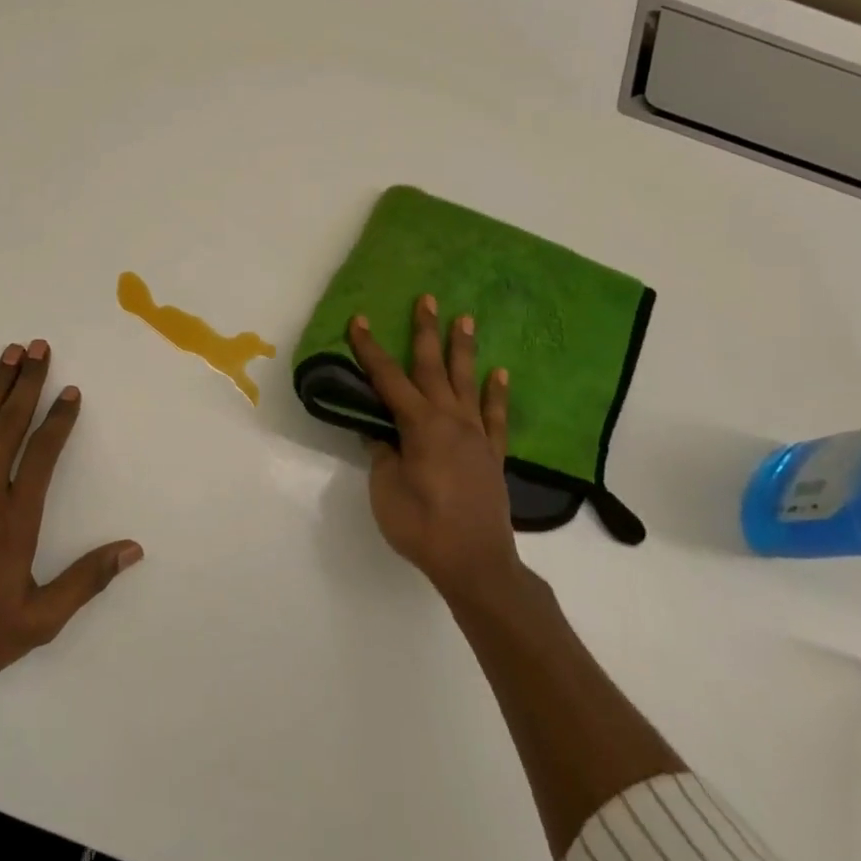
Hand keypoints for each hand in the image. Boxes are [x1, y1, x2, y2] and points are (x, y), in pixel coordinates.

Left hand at [0, 340, 142, 684]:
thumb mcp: (39, 621)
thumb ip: (86, 581)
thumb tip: (132, 549)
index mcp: (15, 520)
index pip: (42, 455)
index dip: (59, 420)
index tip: (70, 391)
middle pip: (8, 426)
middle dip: (26, 383)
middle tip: (38, 347)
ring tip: (10, 355)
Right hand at [348, 295, 526, 600]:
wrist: (475, 562)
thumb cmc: (421, 526)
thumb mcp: (386, 489)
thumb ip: (382, 454)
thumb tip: (379, 431)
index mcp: (420, 426)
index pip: (388, 379)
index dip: (371, 350)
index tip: (360, 321)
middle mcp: (451, 420)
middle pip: (433, 368)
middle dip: (425, 332)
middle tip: (427, 298)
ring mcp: (476, 435)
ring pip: (467, 382)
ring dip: (463, 349)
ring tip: (465, 319)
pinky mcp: (492, 453)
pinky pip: (495, 415)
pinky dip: (497, 393)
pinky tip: (500, 374)